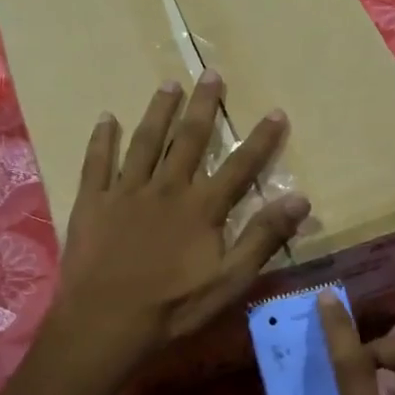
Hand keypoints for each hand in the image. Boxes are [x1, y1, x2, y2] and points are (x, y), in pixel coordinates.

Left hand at [52, 72, 310, 376]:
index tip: (275, 112)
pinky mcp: (92, 201)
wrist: (106, 321)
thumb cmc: (172, 307)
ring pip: (144, 141)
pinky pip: (97, 162)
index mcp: (201, 208)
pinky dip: (102, 138)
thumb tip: (301, 200)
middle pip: (188, 139)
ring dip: (158, 111)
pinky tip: (106, 117)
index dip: (259, 140)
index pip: (238, 166)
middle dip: (203, 106)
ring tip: (168, 83)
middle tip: (211, 73)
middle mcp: (166, 188)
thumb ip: (262, 238)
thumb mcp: (229, 281)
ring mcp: (126, 191)